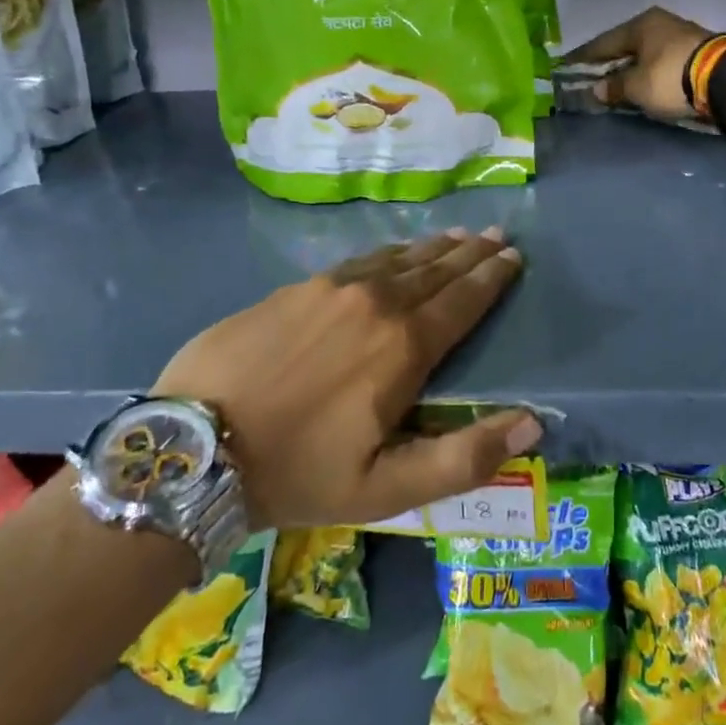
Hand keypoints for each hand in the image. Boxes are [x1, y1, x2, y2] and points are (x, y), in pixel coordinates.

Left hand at [149, 229, 537, 527]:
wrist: (193, 446)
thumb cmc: (297, 472)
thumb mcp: (387, 489)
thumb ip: (464, 457)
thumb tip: (533, 420)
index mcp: (403, 346)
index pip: (463, 300)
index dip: (493, 277)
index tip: (515, 256)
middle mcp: (374, 302)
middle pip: (435, 270)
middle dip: (471, 253)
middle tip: (497, 235)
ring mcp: (330, 288)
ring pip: (397, 259)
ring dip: (433, 248)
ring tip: (458, 235)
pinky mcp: (295, 288)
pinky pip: (359, 261)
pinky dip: (389, 253)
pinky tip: (393, 252)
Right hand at [564, 7, 711, 121]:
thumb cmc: (671, 77)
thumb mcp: (637, 86)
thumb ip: (614, 87)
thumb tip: (596, 89)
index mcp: (640, 24)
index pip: (602, 43)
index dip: (583, 58)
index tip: (566, 68)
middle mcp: (659, 23)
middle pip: (626, 45)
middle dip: (609, 63)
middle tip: (591, 78)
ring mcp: (681, 34)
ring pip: (646, 52)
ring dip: (632, 68)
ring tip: (618, 83)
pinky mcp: (697, 51)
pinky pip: (662, 61)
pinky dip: (650, 72)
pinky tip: (645, 82)